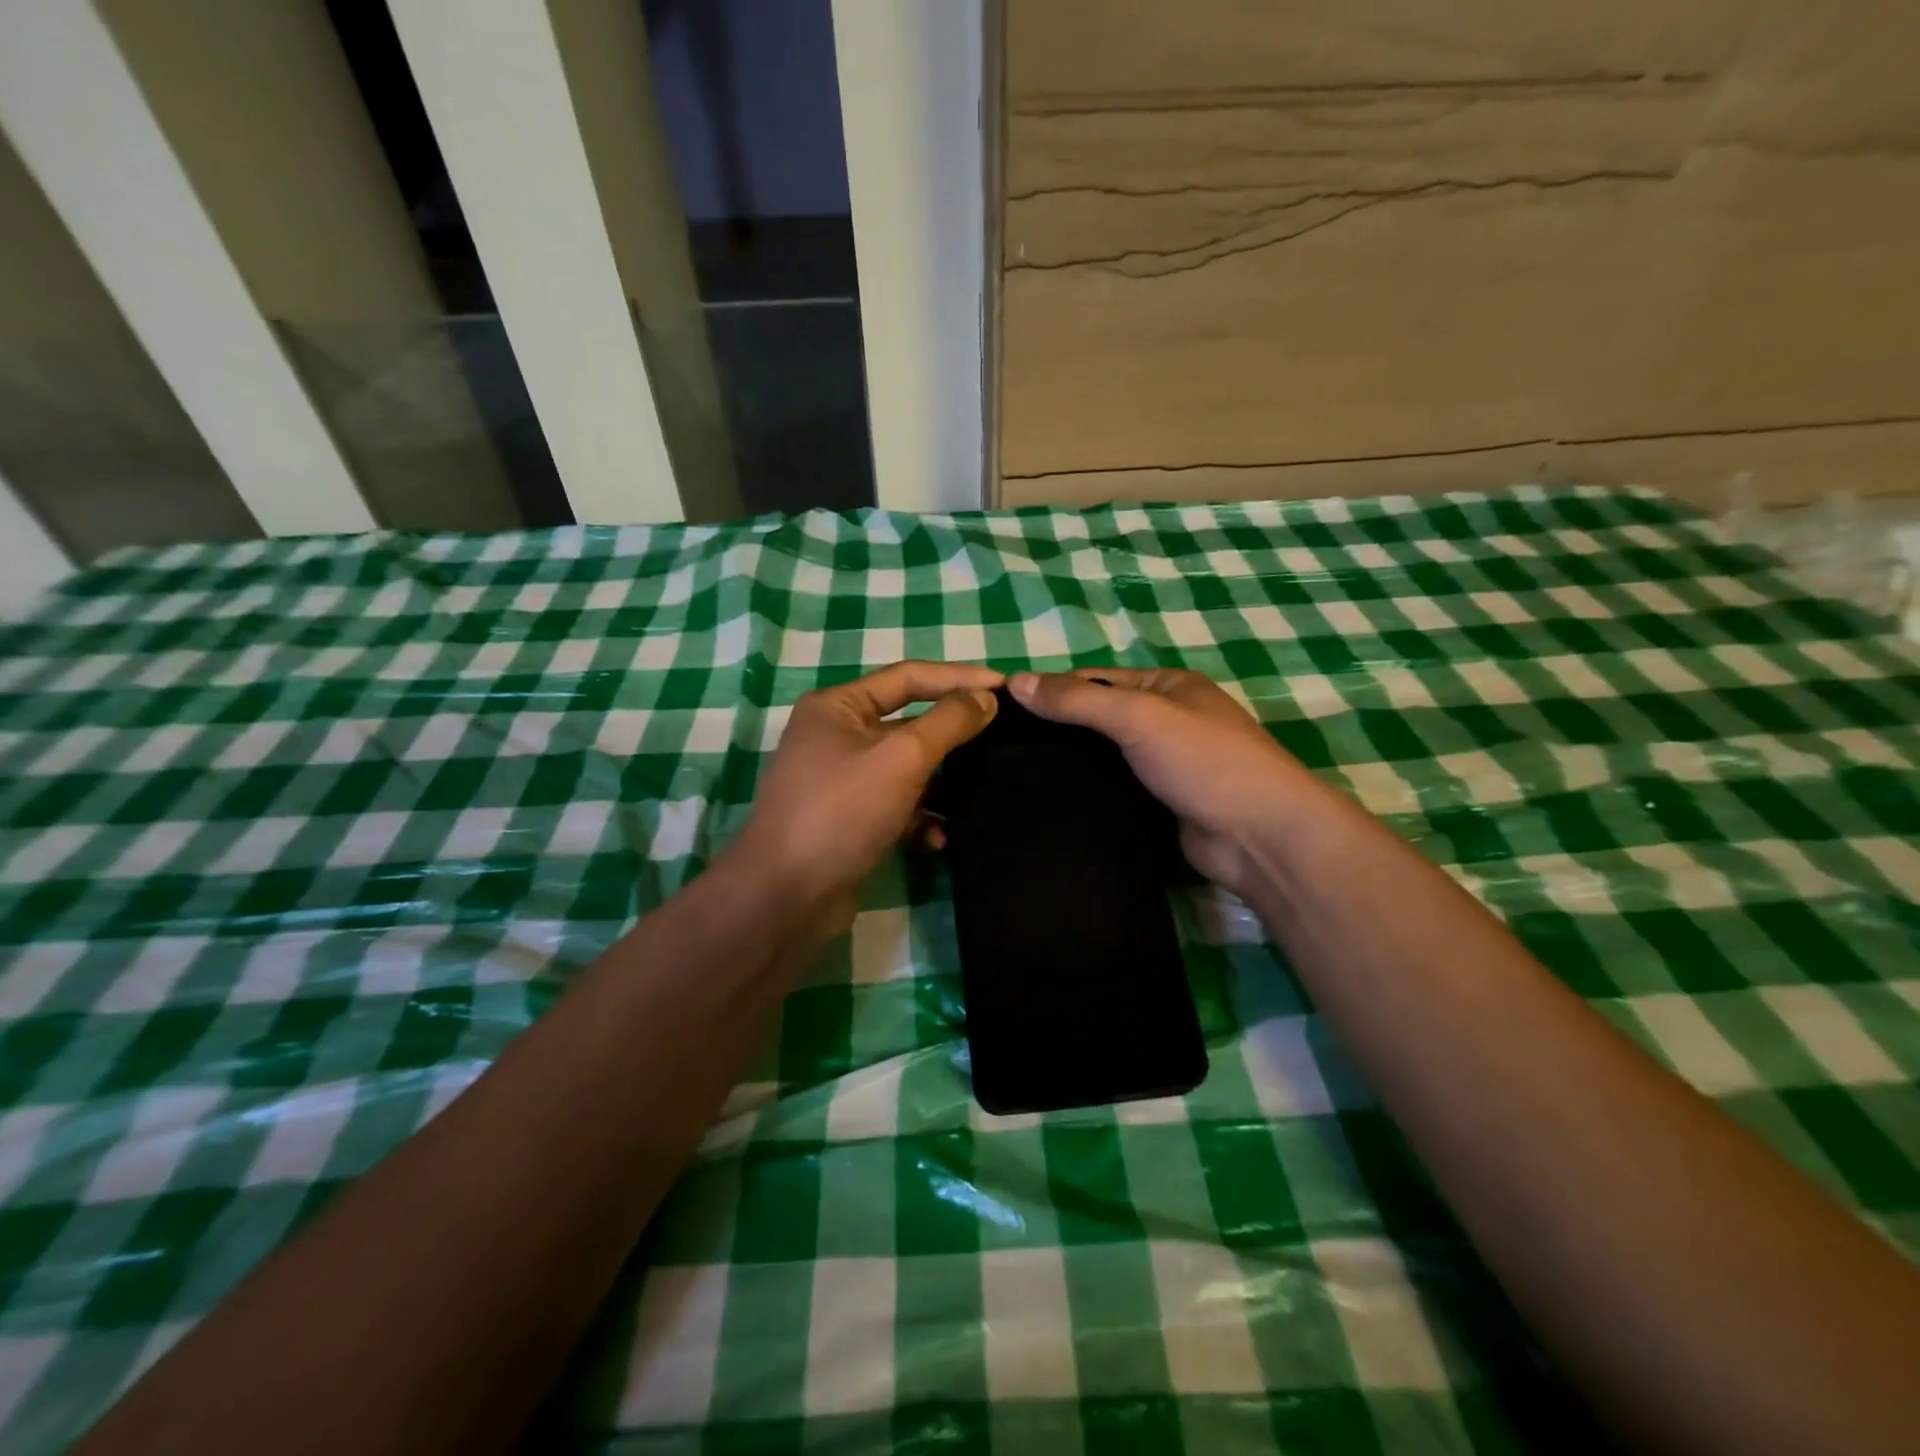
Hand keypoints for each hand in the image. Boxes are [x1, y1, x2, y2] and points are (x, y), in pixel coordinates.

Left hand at [733, 661, 1002, 923]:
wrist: (786, 897)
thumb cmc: (842, 811)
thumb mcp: (902, 757)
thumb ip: (948, 723)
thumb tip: (985, 698)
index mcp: (838, 706)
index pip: (909, 676)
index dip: (959, 678)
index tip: (1005, 687)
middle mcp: (836, 736)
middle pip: (908, 723)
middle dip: (953, 734)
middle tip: (1004, 738)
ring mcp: (841, 781)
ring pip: (906, 769)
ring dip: (941, 783)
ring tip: (980, 791)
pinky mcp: (849, 821)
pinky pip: (896, 807)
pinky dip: (920, 820)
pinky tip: (938, 840)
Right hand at [1009, 667, 1324, 896]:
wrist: (1259, 836)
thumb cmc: (1204, 760)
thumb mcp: (1138, 716)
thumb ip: (1077, 700)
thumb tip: (1015, 682)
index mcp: (1167, 686)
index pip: (1096, 679)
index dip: (1052, 689)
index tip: (1002, 710)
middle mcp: (1168, 720)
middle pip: (1099, 718)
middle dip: (1058, 729)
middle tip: (1001, 748)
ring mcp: (1166, 765)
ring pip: (1106, 757)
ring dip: (1071, 764)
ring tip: (1015, 775)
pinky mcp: (1161, 804)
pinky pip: (1115, 790)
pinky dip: (1088, 792)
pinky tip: (1051, 801)